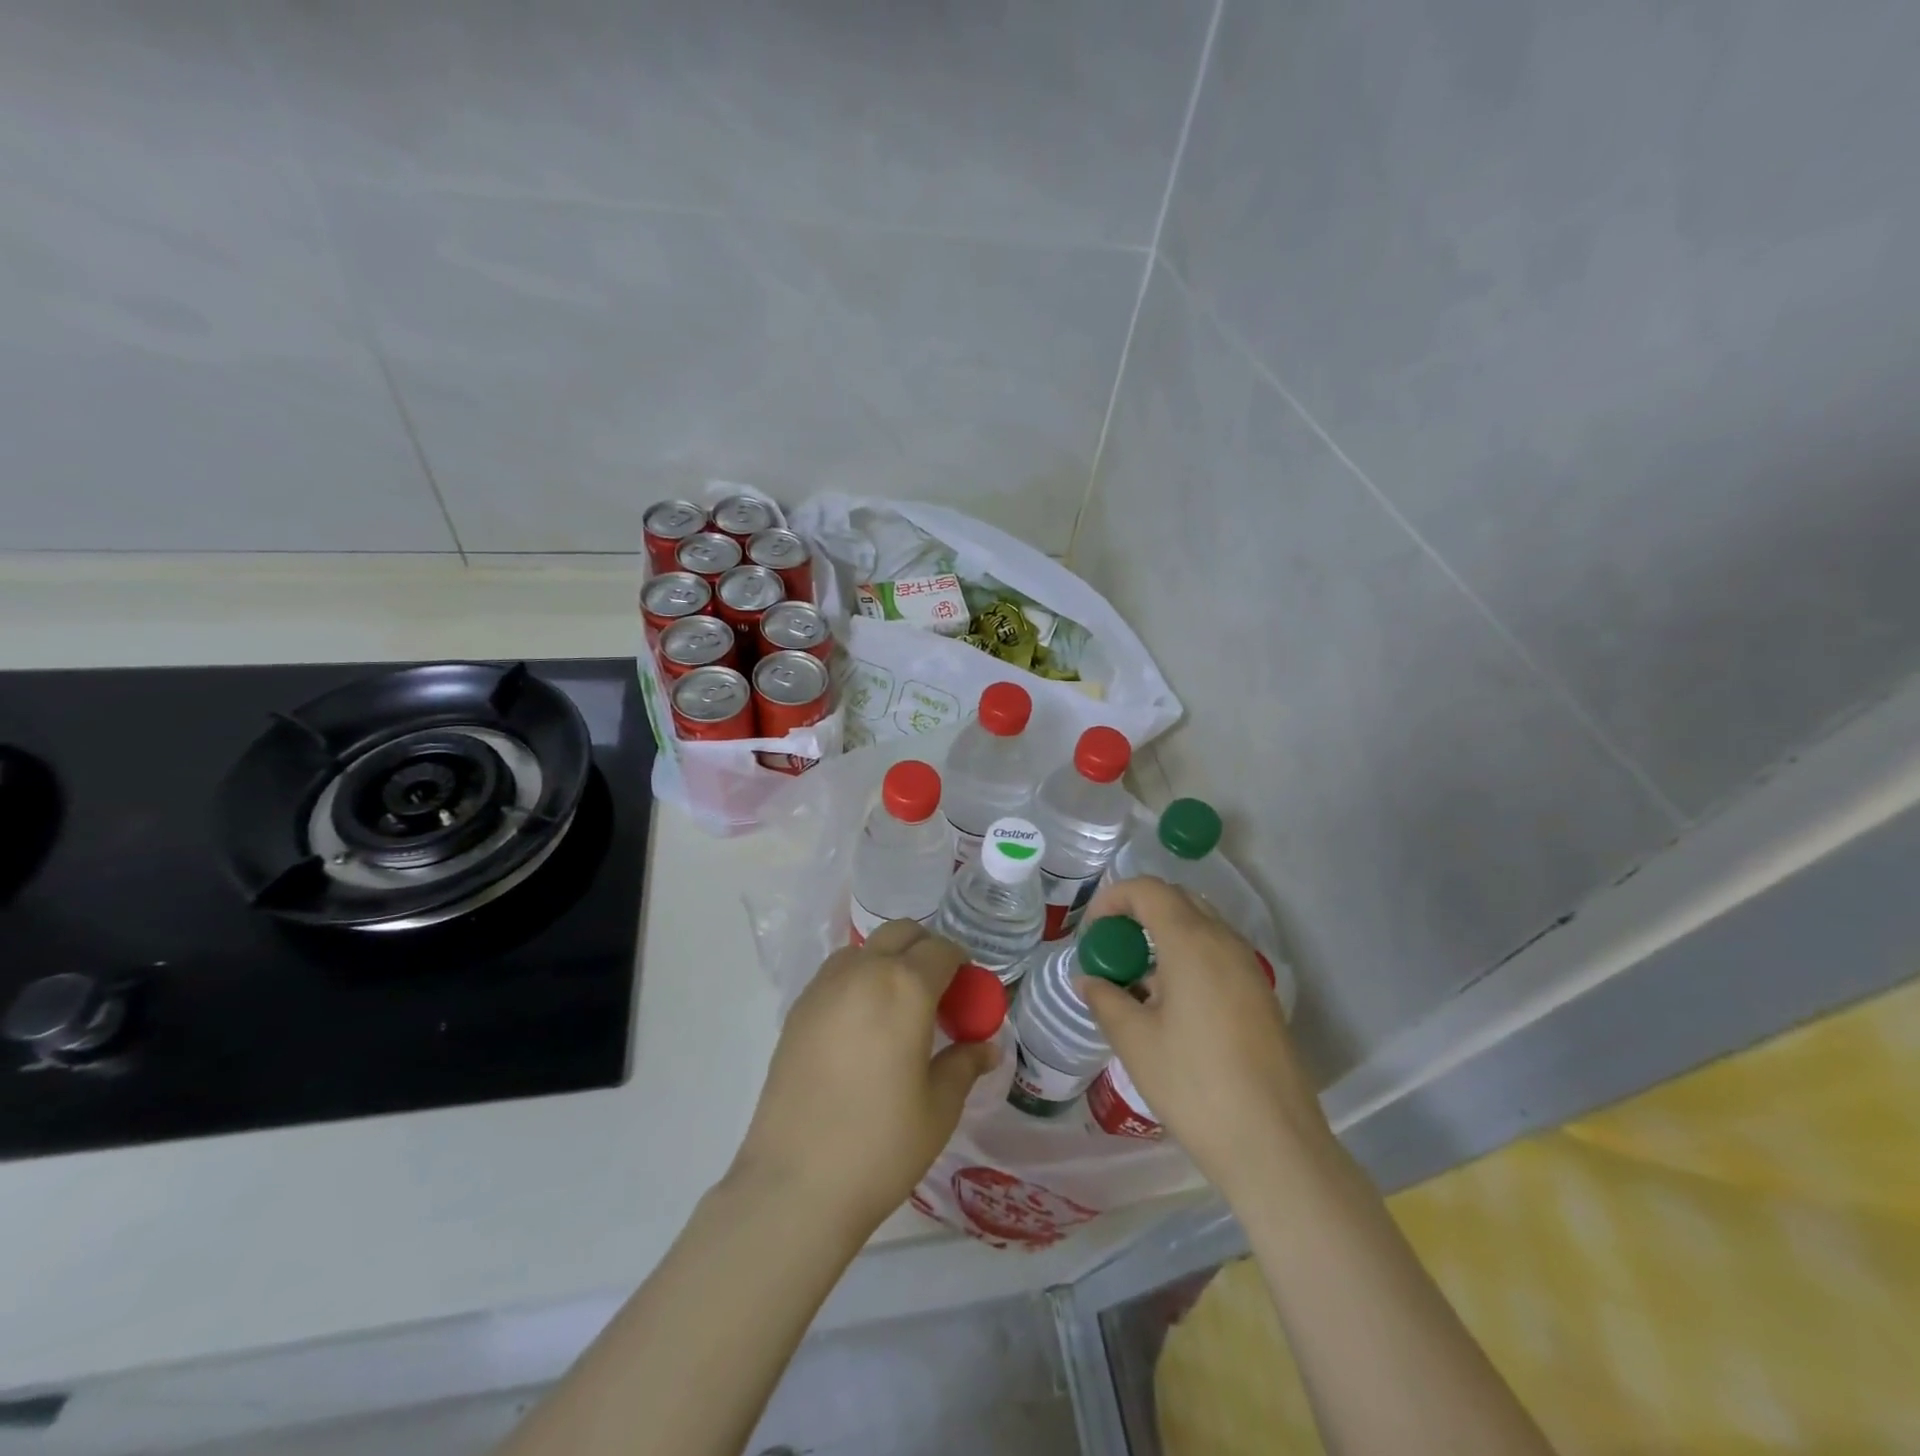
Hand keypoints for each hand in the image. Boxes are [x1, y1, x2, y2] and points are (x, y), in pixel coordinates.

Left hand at [730, 920, 999, 1232]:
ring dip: (888, 961)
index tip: (969, 994)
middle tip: (938, 994)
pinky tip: (862, 1027)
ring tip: (898, 1010)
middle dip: (925, 950)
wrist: (796, 1183)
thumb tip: (986, 1046)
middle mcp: (863, 971)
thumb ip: (964, 1064)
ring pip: (865, 949)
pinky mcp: (797, 1010)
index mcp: (905, 987)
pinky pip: (837, 975)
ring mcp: (823, 987)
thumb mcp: (938, 1107)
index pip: (942, 950)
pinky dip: (858, 981)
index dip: (963, 965)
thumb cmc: (881, 1145)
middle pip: (901, 933)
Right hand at [1076, 878, 1334, 1204]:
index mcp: (1192, 942)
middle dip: (1138, 914)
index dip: (1112, 899)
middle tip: (1111, 951)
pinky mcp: (1261, 996)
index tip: (1091, 934)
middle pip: (1177, 900)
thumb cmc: (1194, 1086)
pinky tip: (1170, 1006)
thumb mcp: (1135, 1041)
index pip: (1148, 890)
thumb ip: (1105, 999)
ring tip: (1137, 983)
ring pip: (1200, 927)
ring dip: (1163, 937)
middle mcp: (1225, 942)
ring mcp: (1249, 968)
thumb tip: (1088, 979)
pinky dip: (1187, 959)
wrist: (1274, 1146)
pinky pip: (1217, 955)